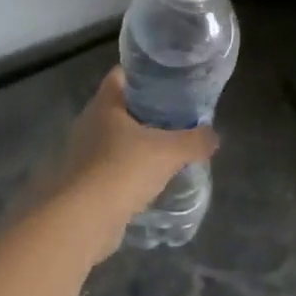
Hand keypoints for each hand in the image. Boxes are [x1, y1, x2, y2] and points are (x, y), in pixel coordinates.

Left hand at [48, 68, 217, 250]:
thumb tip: (213, 136)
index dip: (145, 74)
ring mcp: (83, 154)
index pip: (122, 75)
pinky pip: (112, 169)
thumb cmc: (122, 170)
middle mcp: (89, 123)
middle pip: (121, 109)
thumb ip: (195, 140)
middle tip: (178, 119)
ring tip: (170, 152)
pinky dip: (130, 172)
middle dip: (148, 113)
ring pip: (116, 141)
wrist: (81, 220)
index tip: (170, 82)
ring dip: (139, 146)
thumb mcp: (169, 152)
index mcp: (104, 104)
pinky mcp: (84, 183)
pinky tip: (151, 182)